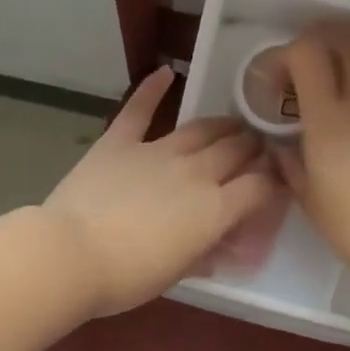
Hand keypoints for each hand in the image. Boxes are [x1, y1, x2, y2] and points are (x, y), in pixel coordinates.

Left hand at [43, 67, 280, 316]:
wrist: (71, 255)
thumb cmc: (127, 277)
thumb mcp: (177, 274)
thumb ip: (204, 253)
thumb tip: (220, 245)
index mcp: (215, 210)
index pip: (260, 186)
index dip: (274, 181)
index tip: (277, 181)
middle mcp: (195, 173)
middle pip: (237, 150)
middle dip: (253, 148)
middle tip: (256, 149)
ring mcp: (156, 152)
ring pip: (201, 129)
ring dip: (222, 125)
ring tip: (232, 124)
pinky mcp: (119, 142)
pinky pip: (139, 110)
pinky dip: (152, 89)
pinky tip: (165, 72)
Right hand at [270, 25, 349, 281]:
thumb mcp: (311, 202)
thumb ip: (292, 168)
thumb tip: (282, 148)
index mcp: (327, 118)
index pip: (306, 56)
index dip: (288, 56)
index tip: (280, 80)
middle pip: (342, 46)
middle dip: (320, 49)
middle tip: (310, 73)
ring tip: (349, 76)